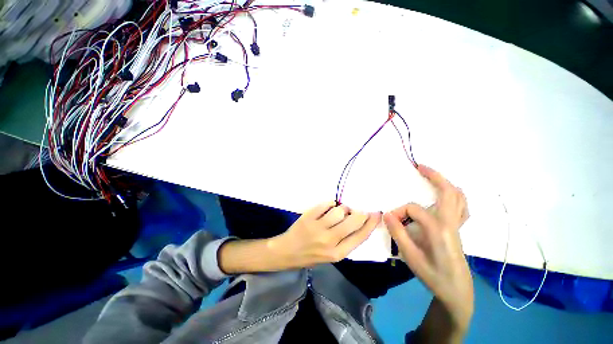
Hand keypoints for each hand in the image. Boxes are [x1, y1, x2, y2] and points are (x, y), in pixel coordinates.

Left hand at [219, 202, 380, 273]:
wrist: (287, 253)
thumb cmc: (310, 255)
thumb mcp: (331, 256)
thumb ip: (345, 241)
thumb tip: (358, 221)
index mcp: (338, 254)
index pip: (360, 236)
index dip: (371, 223)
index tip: (376, 214)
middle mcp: (329, 241)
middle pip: (352, 221)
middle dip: (358, 213)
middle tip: (356, 211)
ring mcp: (318, 228)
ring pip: (339, 210)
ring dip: (341, 209)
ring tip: (337, 212)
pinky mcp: (308, 217)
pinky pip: (325, 204)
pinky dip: (329, 204)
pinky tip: (327, 208)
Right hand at [384, 165, 472, 332]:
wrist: (456, 292)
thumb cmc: (433, 276)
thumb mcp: (411, 257)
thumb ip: (398, 233)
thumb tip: (386, 213)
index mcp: (439, 229)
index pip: (413, 209)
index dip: (398, 212)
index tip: (389, 221)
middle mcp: (451, 223)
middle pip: (448, 192)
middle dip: (434, 176)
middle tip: (420, 167)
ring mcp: (458, 225)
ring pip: (459, 197)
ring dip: (446, 183)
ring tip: (431, 176)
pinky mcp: (459, 229)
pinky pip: (462, 206)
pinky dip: (455, 196)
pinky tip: (444, 196)